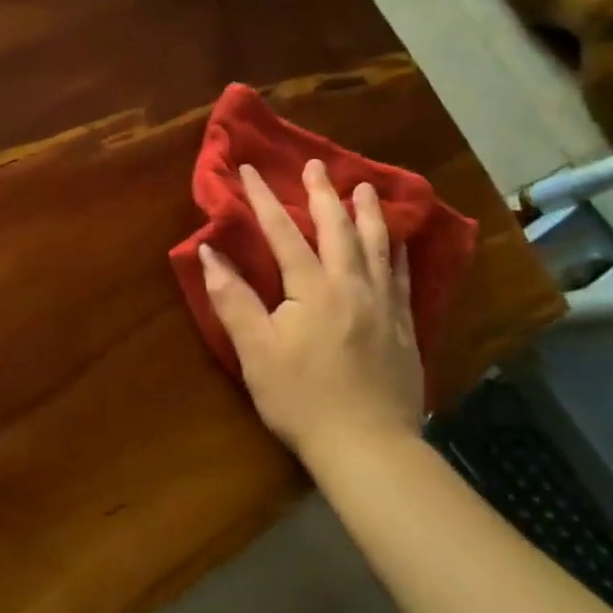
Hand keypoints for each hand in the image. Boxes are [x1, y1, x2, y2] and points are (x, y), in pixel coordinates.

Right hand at [198, 162, 422, 466]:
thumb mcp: (255, 350)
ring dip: (368, 214)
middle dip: (323, 194)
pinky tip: (399, 244)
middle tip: (317, 165)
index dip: (264, 199)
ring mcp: (383, 306)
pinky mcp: (403, 329)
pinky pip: (402, 278)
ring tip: (364, 187)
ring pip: (377, 247)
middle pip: (338, 229)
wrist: (368, 448)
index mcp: (313, 288)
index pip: (284, 232)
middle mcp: (352, 286)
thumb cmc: (302, 398)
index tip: (250, 169)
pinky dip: (398, 254)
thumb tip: (209, 252)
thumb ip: (233, 298)